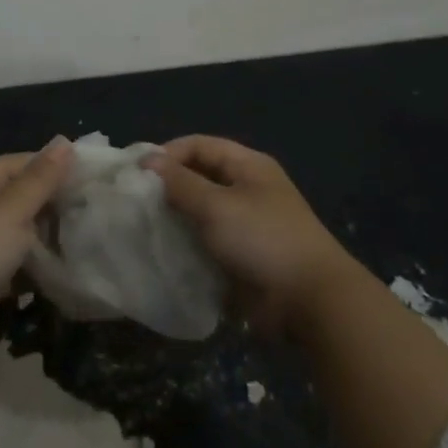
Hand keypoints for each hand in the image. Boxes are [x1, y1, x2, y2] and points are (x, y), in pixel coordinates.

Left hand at [0, 139, 73, 368]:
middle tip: (91, 214)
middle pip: (21, 196)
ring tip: (82, 243)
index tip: (91, 181)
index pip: (24, 163)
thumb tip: (65, 141)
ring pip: (19, 232)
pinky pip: (13, 262)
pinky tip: (59, 273)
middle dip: (53, 205)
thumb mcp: (13, 209)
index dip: (55, 169)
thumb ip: (41, 178)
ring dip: (45, 238)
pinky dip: (32, 266)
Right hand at [145, 135, 355, 337]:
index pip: (199, 145)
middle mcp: (247, 189)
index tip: (137, 173)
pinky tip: (166, 253)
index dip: (168, 153)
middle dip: (169, 187)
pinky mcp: (244, 257)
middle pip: (200, 177)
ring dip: (176, 218)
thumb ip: (180, 183)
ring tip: (145, 228)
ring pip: (201, 212)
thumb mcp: (216, 206)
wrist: (310, 302)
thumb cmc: (263, 239)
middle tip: (136, 202)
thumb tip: (149, 160)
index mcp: (247, 166)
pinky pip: (209, 242)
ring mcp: (247, 224)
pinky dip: (189, 245)